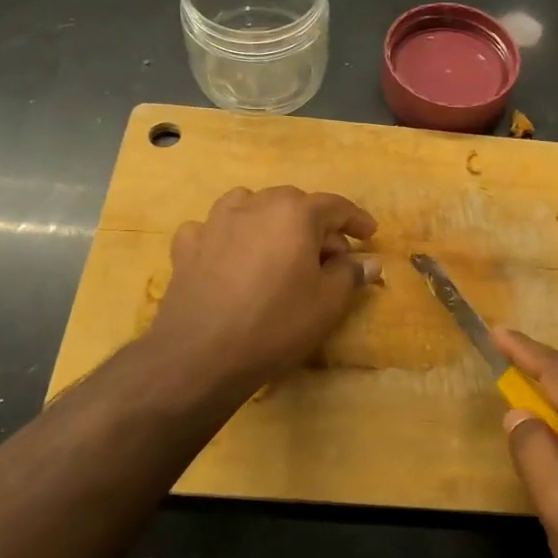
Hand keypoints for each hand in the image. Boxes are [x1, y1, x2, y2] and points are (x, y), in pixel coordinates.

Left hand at [145, 186, 378, 398]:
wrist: (202, 354)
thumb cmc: (276, 324)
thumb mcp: (328, 303)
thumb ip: (350, 274)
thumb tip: (368, 262)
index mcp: (294, 212)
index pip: (335, 206)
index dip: (356, 220)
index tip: (370, 235)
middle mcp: (254, 205)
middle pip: (293, 203)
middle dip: (315, 225)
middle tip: (329, 257)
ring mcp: (215, 222)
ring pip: (250, 206)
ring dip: (270, 221)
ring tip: (278, 249)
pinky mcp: (187, 245)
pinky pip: (214, 229)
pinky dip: (228, 238)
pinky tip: (230, 258)